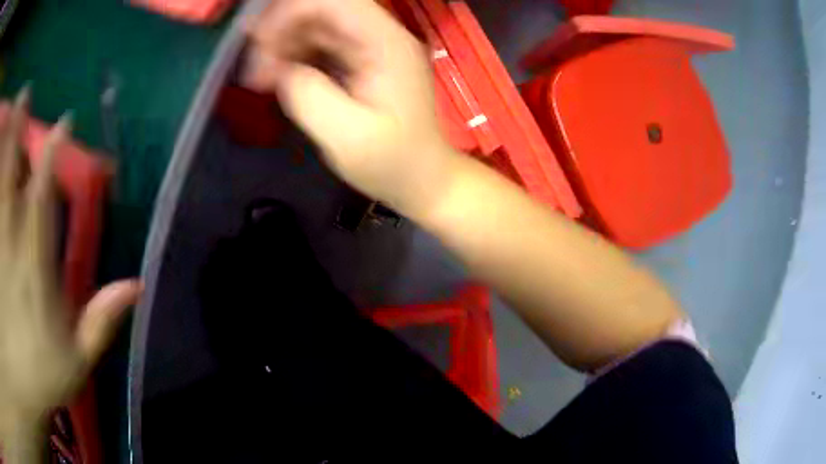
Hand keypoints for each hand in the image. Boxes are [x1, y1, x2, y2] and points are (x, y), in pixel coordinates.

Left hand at [0, 90, 140, 461]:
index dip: (52, 155)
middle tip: (25, 102)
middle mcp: (10, 247)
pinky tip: (1, 165)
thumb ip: (101, 321)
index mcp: (34, 270)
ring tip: (13, 116)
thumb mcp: (77, 360)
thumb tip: (137, 284)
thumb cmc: (43, 374)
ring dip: (6, 145)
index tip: (63, 123)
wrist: (24, 385)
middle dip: (17, 132)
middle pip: (10, 173)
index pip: (42, 198)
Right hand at [245, 0, 457, 214]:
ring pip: (318, 25)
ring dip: (284, 44)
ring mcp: (370, 47)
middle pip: (323, 9)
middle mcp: (380, 35)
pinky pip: (320, 45)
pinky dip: (295, 56)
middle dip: (282, 30)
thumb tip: (279, 70)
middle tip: (256, 70)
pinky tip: (279, 78)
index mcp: (386, 43)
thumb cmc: (392, 163)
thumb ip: (308, 96)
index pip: (334, 2)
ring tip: (263, 79)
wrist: (421, 179)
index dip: (290, 13)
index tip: (259, 46)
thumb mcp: (347, 137)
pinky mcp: (360, 61)